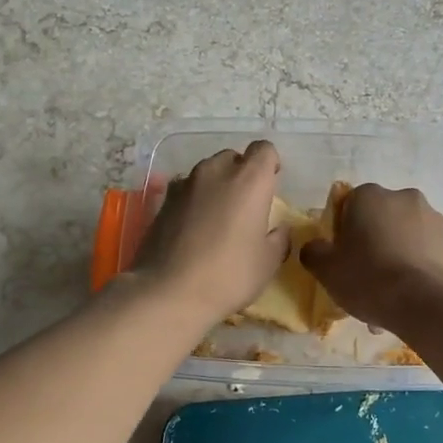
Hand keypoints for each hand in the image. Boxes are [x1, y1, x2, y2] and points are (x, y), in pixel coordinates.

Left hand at [130, 142, 288, 323]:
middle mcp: (216, 171)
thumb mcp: (268, 263)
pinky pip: (186, 189)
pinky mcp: (163, 200)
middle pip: (233, 158)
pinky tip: (194, 227)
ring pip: (207, 172)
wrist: (168, 292)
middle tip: (246, 204)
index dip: (270, 163)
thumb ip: (278, 238)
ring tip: (218, 216)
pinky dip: (195, 199)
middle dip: (242, 174)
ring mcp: (185, 183)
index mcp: (249, 180)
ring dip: (217, 185)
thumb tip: (278, 230)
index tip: (272, 184)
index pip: (264, 149)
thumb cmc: (229, 275)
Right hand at [300, 184, 442, 330]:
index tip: (343, 259)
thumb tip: (314, 247)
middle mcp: (403, 197)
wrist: (430, 302)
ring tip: (389, 300)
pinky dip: (417, 271)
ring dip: (395, 260)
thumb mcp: (327, 269)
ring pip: (404, 239)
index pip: (348, 206)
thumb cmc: (370, 277)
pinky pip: (426, 254)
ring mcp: (434, 218)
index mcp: (369, 195)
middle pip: (379, 221)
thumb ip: (313, 252)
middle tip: (365, 281)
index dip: (343, 233)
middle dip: (372, 246)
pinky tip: (410, 301)